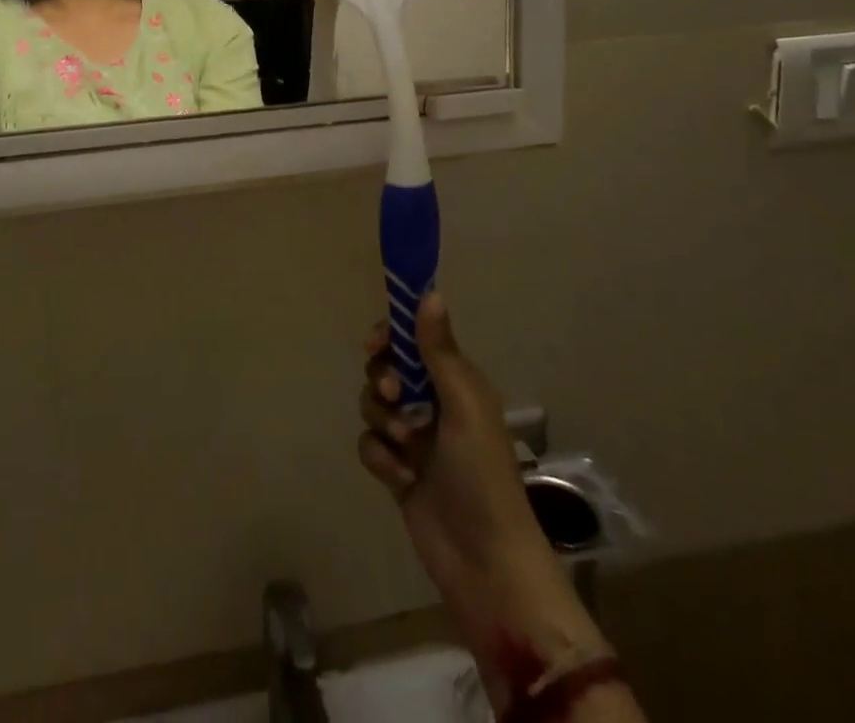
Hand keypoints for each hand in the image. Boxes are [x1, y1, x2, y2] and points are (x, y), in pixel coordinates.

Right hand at [358, 294, 604, 672]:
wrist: (485, 562)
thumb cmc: (481, 473)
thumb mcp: (463, 404)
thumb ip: (439, 350)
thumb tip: (430, 292)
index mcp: (455, 382)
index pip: (414, 340)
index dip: (392, 336)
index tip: (376, 345)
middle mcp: (433, 403)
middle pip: (387, 369)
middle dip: (383, 380)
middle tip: (395, 395)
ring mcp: (414, 438)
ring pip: (374, 405)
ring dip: (383, 422)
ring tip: (405, 447)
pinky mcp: (397, 470)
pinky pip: (370, 444)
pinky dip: (380, 457)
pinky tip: (400, 477)